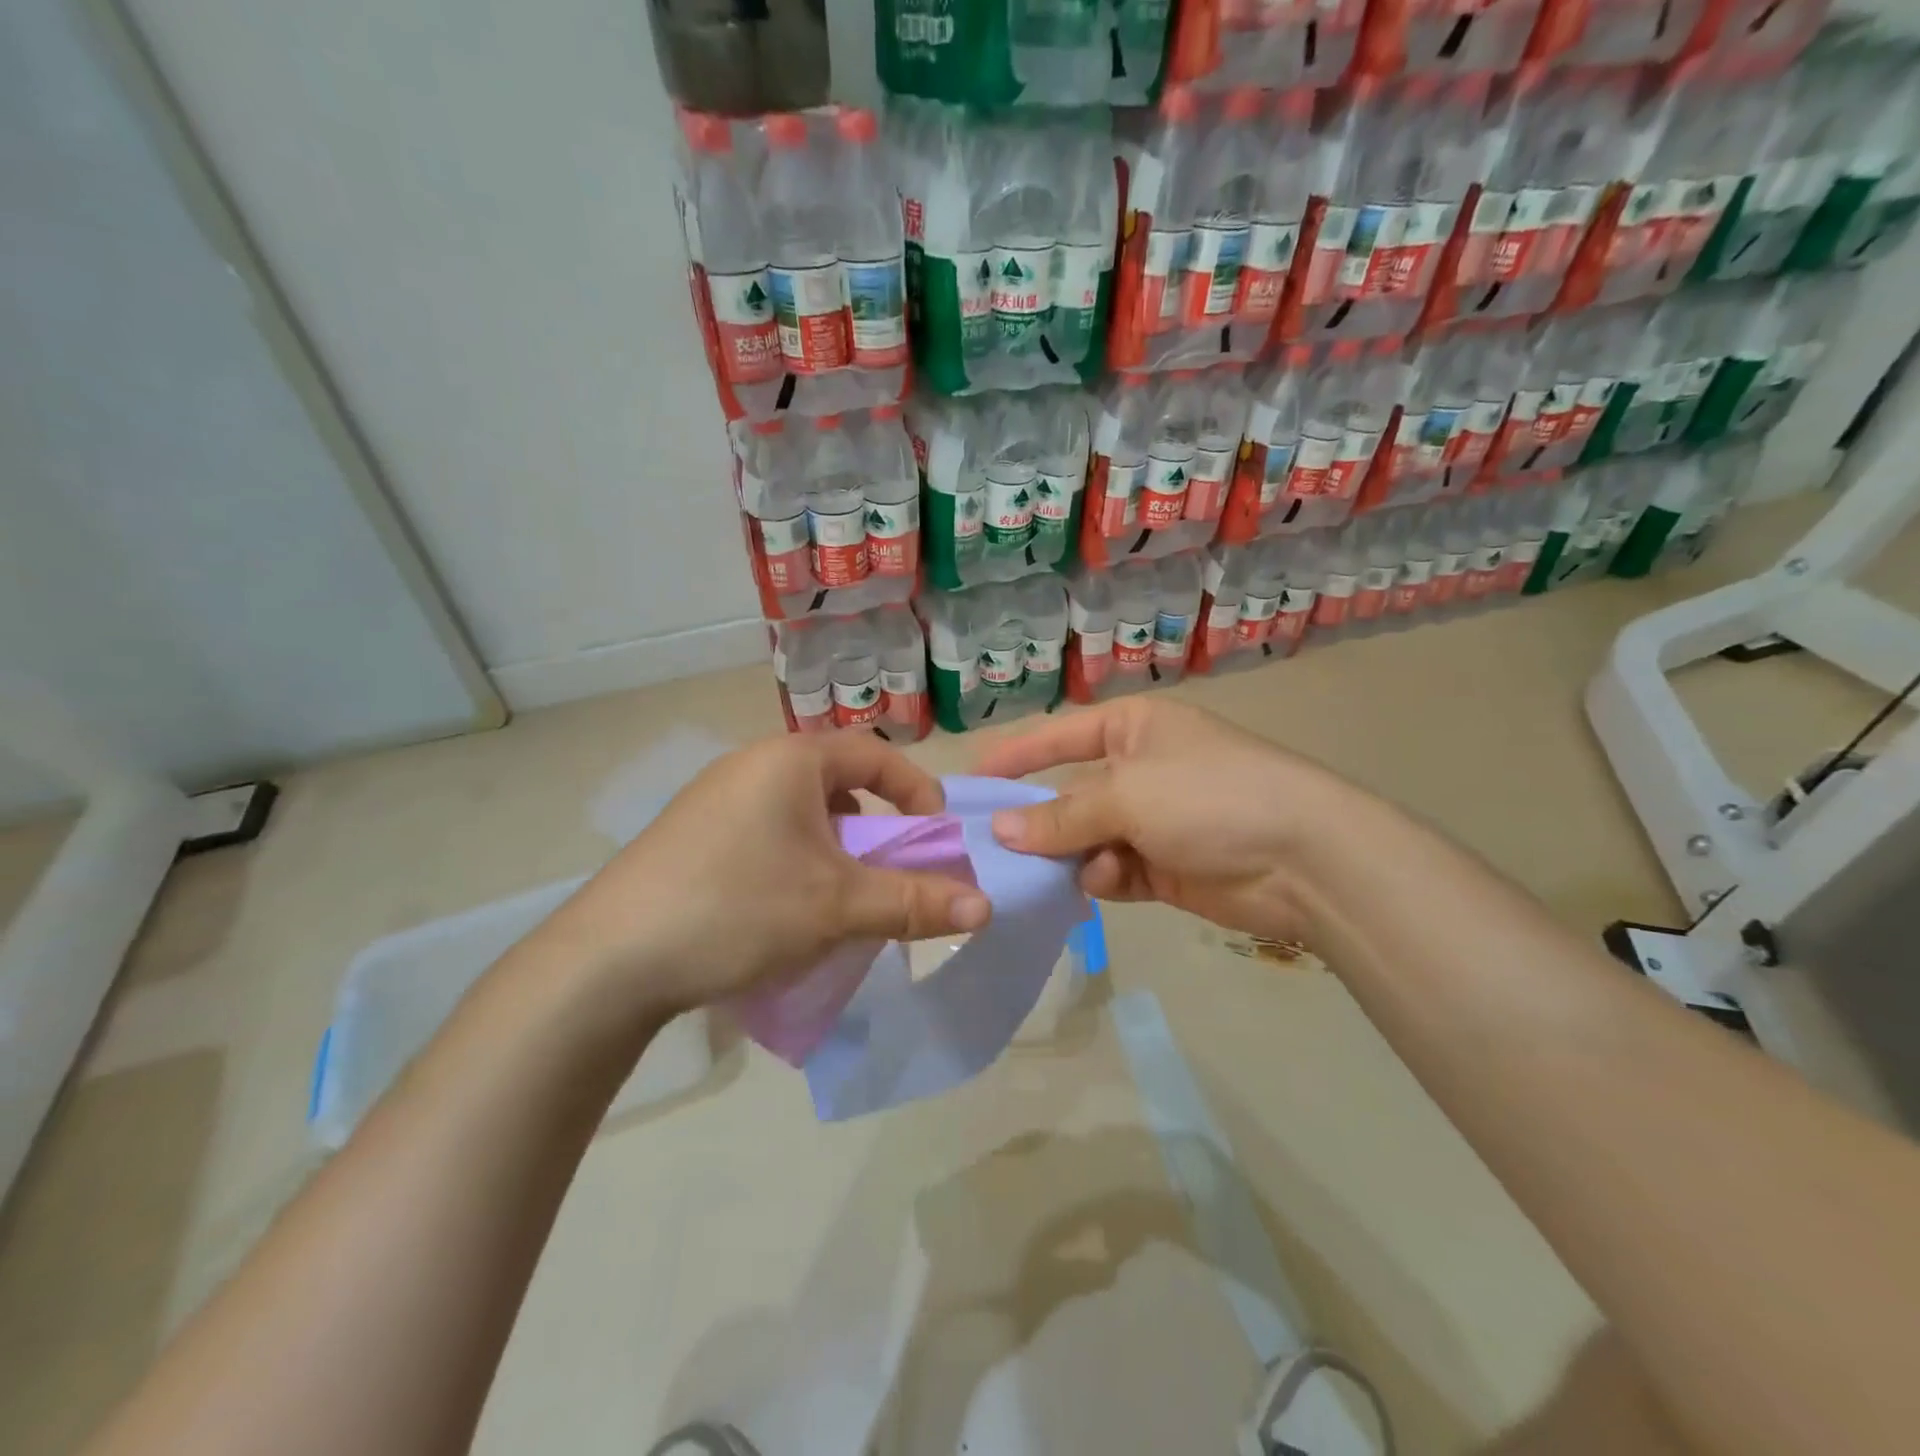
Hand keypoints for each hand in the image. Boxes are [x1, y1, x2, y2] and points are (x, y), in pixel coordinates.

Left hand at [538, 733, 990, 1018]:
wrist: (606, 962)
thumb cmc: (737, 908)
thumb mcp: (837, 905)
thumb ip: (913, 902)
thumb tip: (986, 907)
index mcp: (789, 760)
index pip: (875, 754)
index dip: (916, 791)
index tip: (937, 836)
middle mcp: (750, 766)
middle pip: (838, 785)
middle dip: (875, 829)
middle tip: (891, 874)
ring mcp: (714, 800)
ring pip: (801, 814)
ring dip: (835, 851)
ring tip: (842, 899)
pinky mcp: (691, 837)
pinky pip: (766, 835)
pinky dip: (796, 862)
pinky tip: (788, 911)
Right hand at [976, 698, 1367, 944]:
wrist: (1304, 858)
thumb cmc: (1209, 796)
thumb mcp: (1127, 795)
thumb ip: (1061, 815)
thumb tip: (1000, 829)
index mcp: (1133, 728)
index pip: (1059, 736)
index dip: (1015, 755)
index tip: (969, 779)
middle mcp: (1139, 769)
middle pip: (1069, 794)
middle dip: (1037, 820)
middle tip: (990, 848)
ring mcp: (1153, 821)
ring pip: (1086, 838)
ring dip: (1071, 854)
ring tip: (1058, 871)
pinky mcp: (1164, 867)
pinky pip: (1112, 870)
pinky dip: (1102, 878)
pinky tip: (1104, 882)